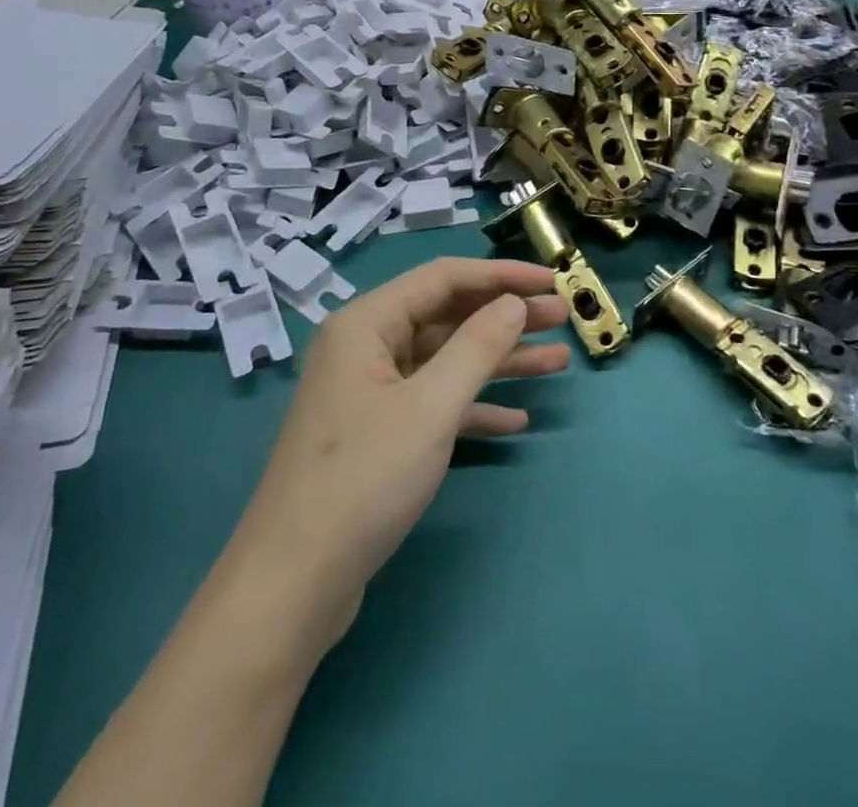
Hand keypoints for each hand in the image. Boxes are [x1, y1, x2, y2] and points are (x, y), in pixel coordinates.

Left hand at [228, 259, 569, 649]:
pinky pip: (434, 402)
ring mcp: (371, 392)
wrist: (294, 583)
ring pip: (445, 360)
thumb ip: (477, 347)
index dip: (501, 275)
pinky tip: (516, 420)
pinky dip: (473, 406)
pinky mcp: (378, 433)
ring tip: (557, 361)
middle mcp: (366, 347)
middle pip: (447, 316)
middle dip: (505, 317)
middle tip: (562, 318)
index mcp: (367, 323)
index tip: (550, 282)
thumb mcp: (430, 407)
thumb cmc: (364, 478)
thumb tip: (513, 303)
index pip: (444, 278)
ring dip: (499, 361)